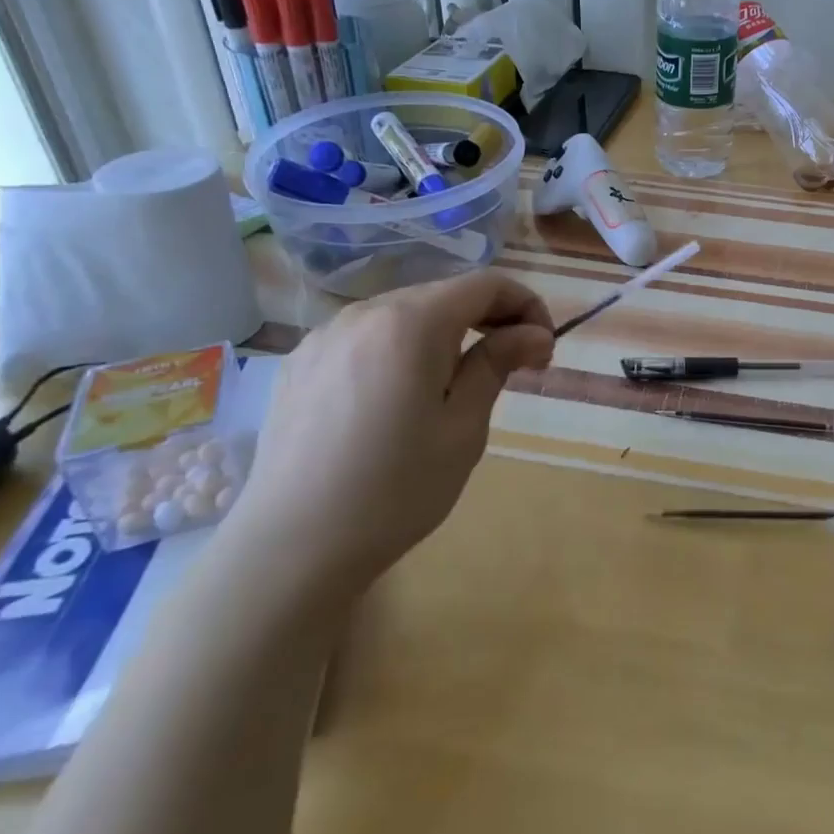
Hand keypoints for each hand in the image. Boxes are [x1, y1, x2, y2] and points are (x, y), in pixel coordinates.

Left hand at [229, 271, 554, 603]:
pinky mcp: (299, 364)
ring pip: (403, 314)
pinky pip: (365, 338)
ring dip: (443, 334)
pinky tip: (397, 397)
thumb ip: (497, 364)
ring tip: (455, 385)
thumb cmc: (395, 489)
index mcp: (411, 322)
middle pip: (443, 295)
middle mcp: (364, 313)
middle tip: (513, 366)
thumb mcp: (463, 428)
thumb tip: (533, 333)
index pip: (485, 284)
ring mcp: (324, 336)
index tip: (543, 347)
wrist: (290, 549)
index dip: (525, 304)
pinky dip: (399, 350)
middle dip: (488, 319)